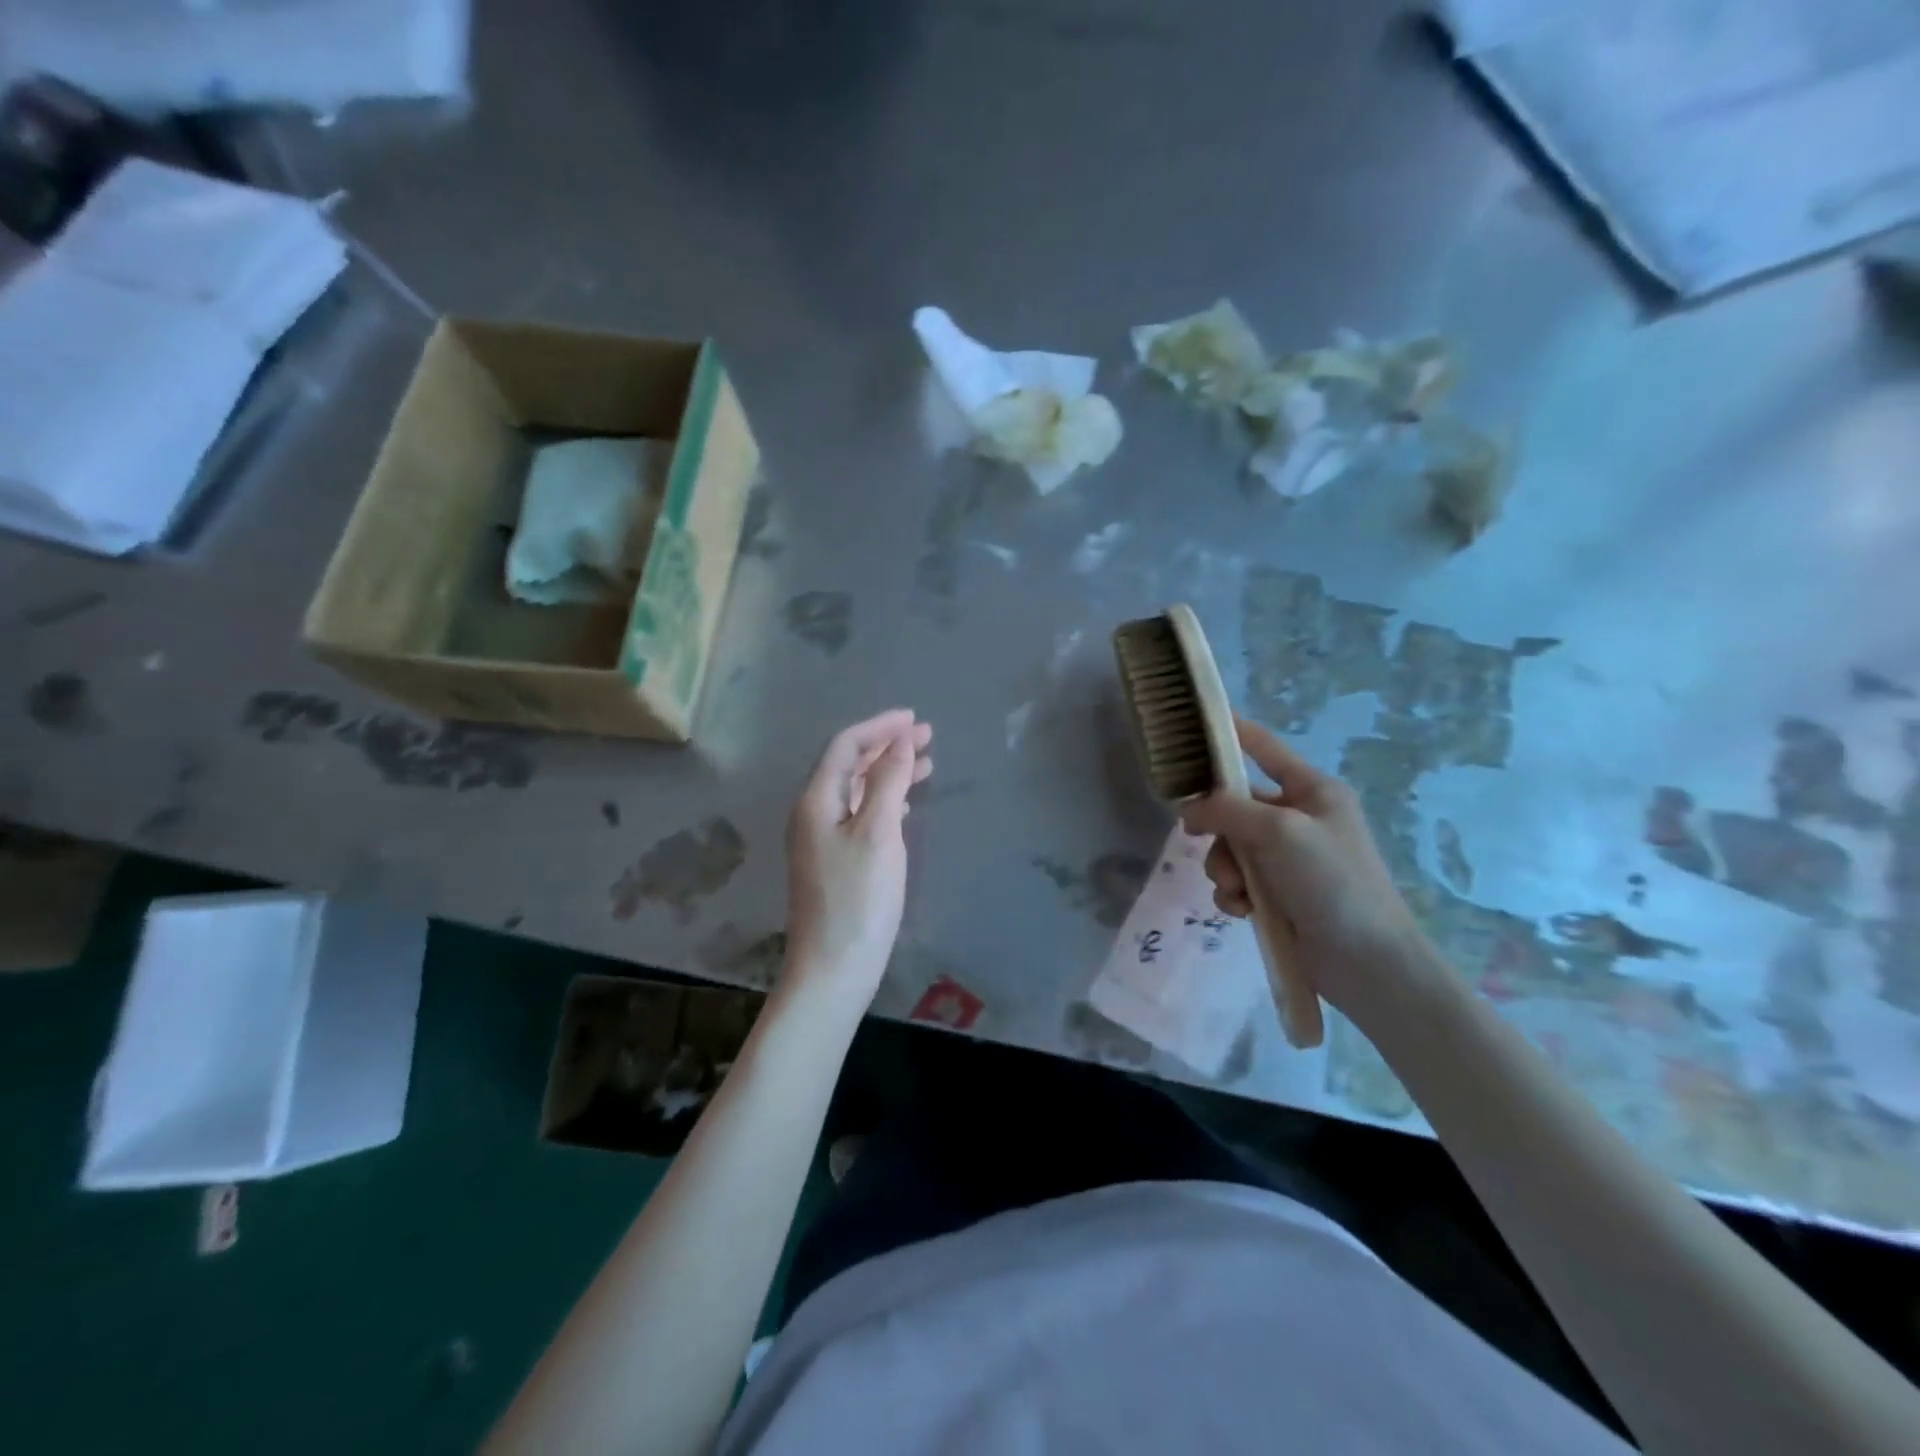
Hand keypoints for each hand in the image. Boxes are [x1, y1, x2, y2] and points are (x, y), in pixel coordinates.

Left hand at [783, 709, 932, 1012]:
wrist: (833, 969)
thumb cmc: (858, 899)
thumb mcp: (878, 834)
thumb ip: (887, 782)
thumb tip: (899, 741)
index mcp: (816, 801)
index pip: (845, 746)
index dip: (880, 727)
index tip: (915, 719)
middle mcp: (812, 814)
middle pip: (848, 765)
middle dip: (886, 746)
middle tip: (926, 737)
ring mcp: (819, 840)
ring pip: (855, 790)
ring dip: (887, 772)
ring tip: (925, 764)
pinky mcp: (832, 862)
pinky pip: (857, 814)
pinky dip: (882, 801)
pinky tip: (904, 805)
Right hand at [1180, 716, 1432, 1015]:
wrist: (1368, 962)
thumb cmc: (1333, 882)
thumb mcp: (1279, 832)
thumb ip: (1227, 810)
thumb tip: (1188, 808)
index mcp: (1312, 790)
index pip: (1264, 748)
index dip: (1231, 733)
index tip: (1191, 724)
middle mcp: (1300, 818)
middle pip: (1235, 804)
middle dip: (1217, 829)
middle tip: (1198, 840)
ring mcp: (1290, 858)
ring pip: (1231, 847)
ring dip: (1224, 868)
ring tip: (1236, 893)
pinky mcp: (1281, 894)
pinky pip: (1239, 880)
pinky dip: (1233, 894)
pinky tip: (1241, 911)